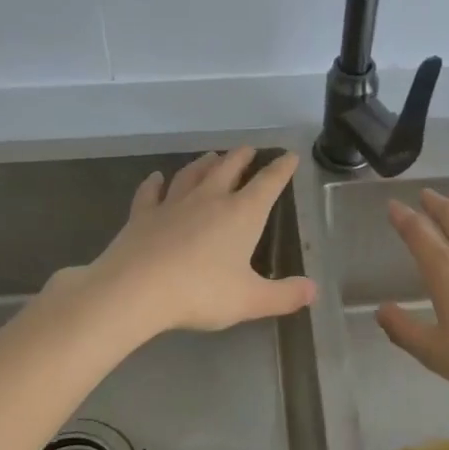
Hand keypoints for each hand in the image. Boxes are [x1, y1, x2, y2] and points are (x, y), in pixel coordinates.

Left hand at [69, 147, 315, 335]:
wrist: (135, 289)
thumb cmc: (201, 292)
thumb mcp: (250, 300)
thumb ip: (284, 295)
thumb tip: (313, 291)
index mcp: (241, 214)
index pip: (268, 183)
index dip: (281, 169)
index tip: (290, 156)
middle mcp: (210, 199)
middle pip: (229, 168)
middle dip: (242, 157)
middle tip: (249, 149)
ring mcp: (173, 203)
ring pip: (192, 174)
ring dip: (204, 163)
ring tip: (212, 155)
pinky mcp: (143, 215)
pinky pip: (150, 192)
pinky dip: (154, 183)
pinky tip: (155, 177)